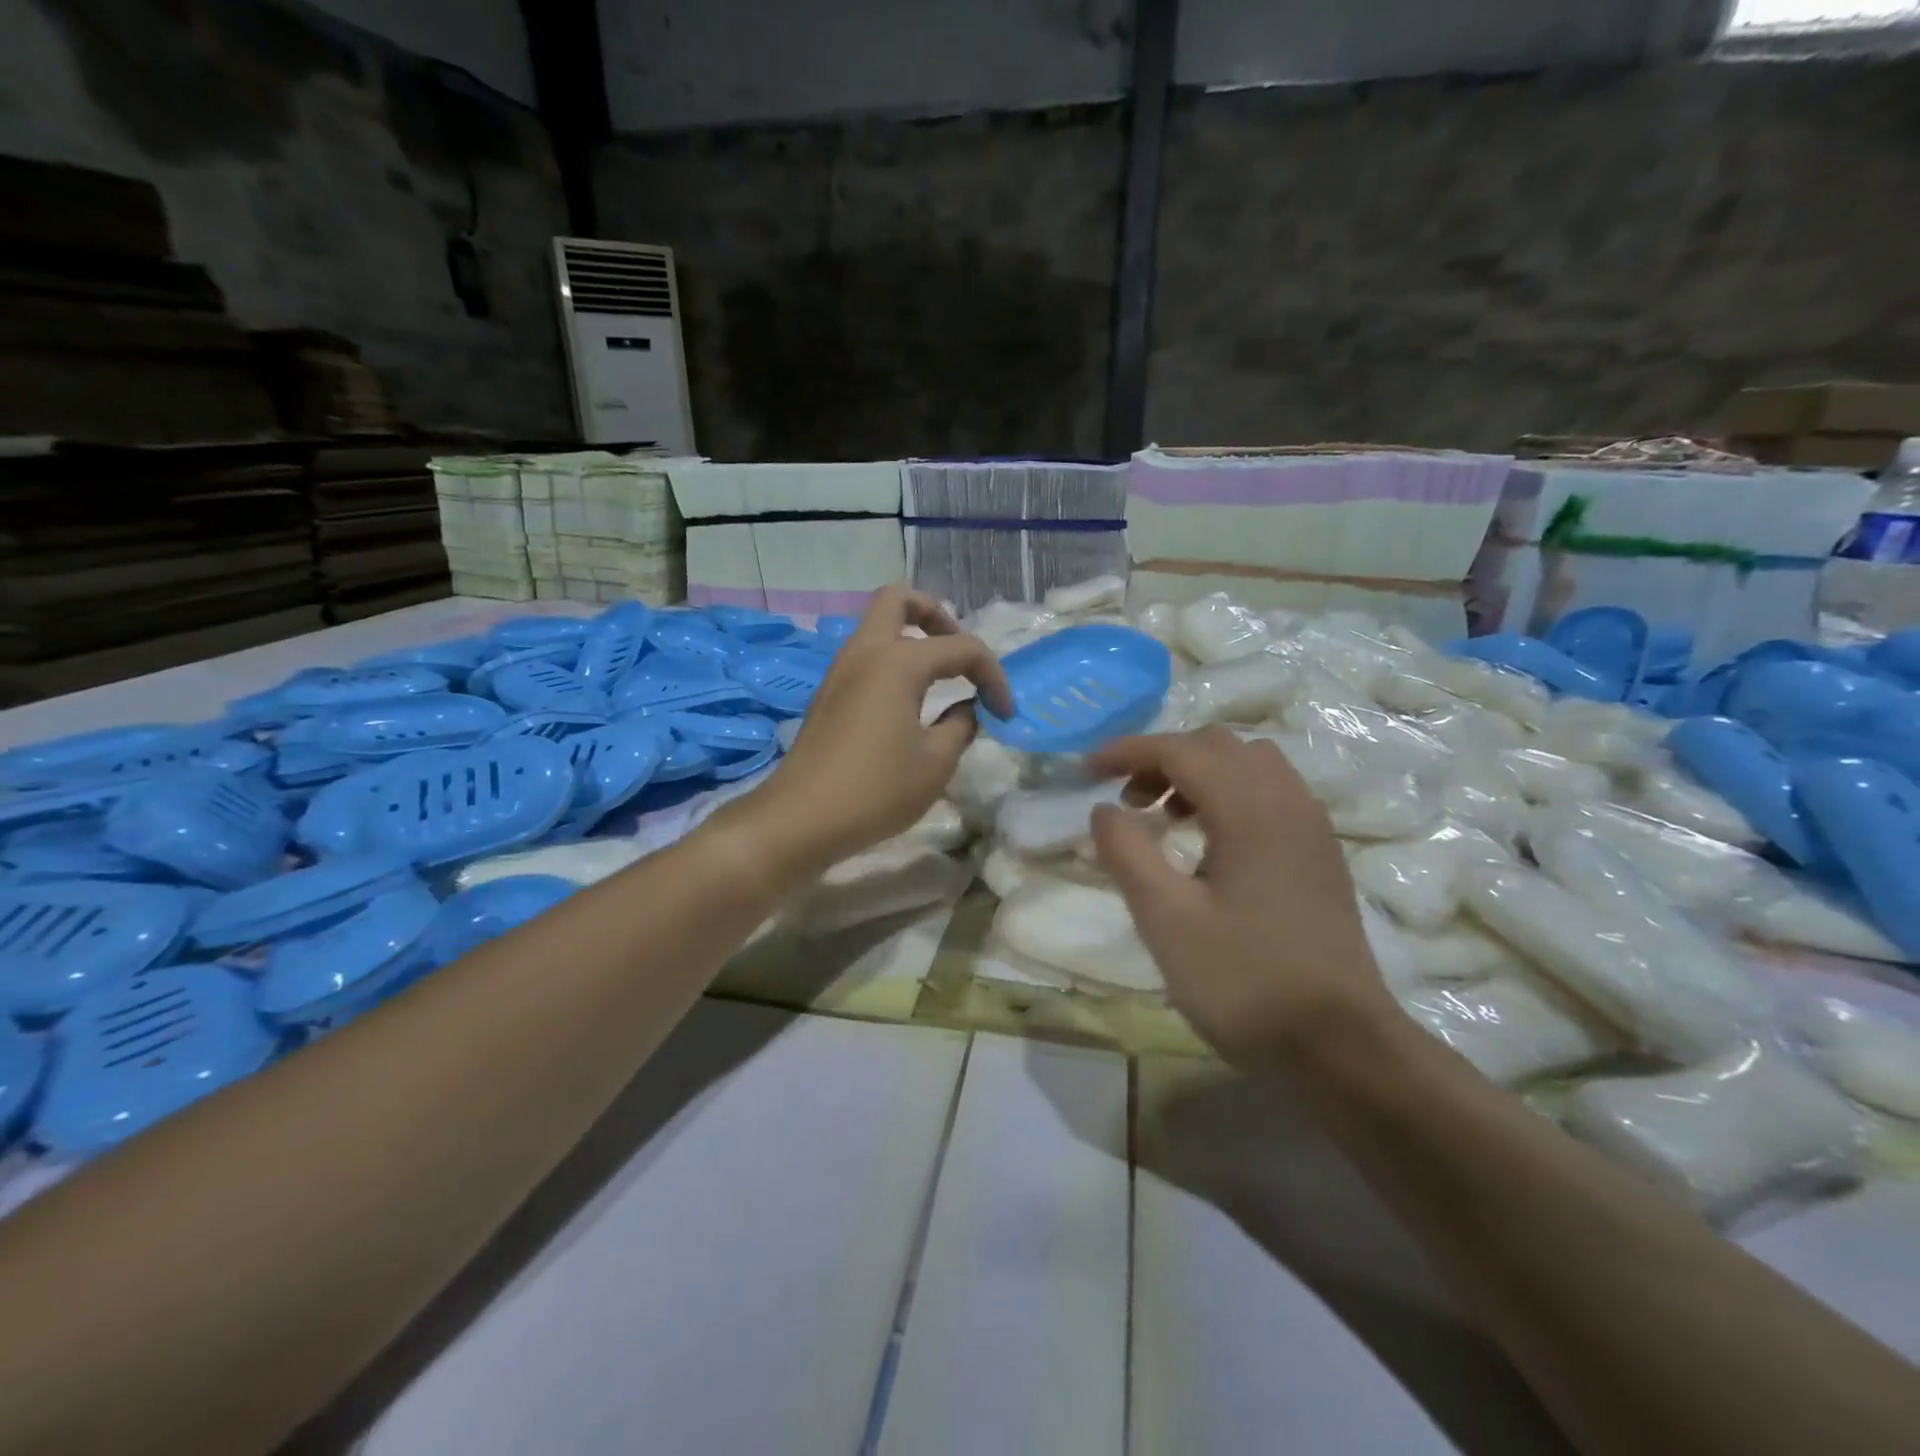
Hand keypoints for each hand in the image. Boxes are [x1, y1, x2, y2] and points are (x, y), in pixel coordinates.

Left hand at [739, 586, 1012, 872]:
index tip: (1004, 713)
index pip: (961, 647)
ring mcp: (841, 671)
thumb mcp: (936, 763)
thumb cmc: (876, 789)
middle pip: (899, 599)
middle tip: (958, 656)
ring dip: (912, 638)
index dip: (993, 676)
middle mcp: (865, 652)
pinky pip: (866, 656)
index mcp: (898, 661)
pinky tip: (909, 702)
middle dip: (937, 615)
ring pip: (878, 626)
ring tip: (940, 679)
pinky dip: (893, 662)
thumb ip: (962, 725)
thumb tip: (970, 709)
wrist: (801, 819)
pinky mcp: (828, 694)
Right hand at [1088, 727, 1395, 1064]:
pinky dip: (1230, 794)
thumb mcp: (1166, 920)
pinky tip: (1210, 843)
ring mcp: (1311, 826)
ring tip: (1167, 818)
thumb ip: (1127, 853)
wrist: (1341, 1048)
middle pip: (1217, 746)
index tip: (1087, 770)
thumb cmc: (1244, 981)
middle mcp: (1288, 801)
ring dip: (1200, 773)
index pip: (1180, 750)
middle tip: (1128, 801)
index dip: (1128, 751)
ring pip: (1249, 764)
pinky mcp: (1320, 854)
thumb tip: (1104, 809)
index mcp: (1250, 808)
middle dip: (1163, 759)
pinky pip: (1271, 792)